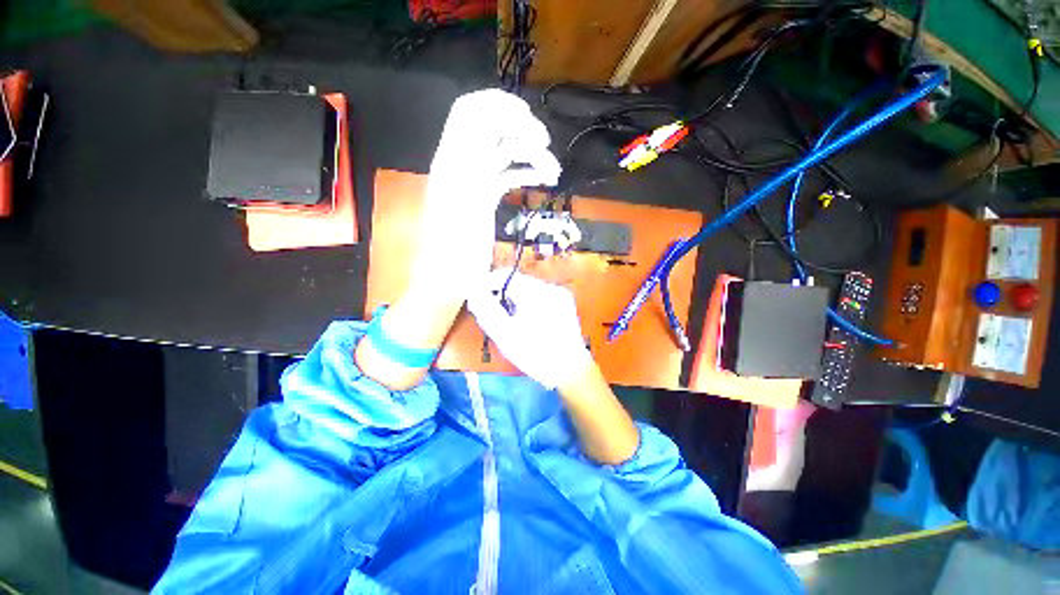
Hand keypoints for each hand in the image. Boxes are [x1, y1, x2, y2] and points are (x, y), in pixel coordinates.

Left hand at [414, 90, 561, 290]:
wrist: (450, 277)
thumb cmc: (453, 248)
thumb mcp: (460, 202)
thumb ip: (470, 158)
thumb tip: (486, 119)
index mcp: (452, 159)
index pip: (470, 111)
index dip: (497, 104)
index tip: (527, 115)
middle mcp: (463, 163)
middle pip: (492, 128)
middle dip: (520, 129)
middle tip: (544, 144)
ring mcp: (476, 180)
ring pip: (505, 153)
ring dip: (530, 155)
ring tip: (553, 172)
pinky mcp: (486, 196)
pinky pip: (508, 174)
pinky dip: (526, 173)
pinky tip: (543, 179)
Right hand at [468, 268, 591, 389]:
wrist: (570, 371)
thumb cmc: (536, 354)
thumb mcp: (505, 334)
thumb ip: (487, 310)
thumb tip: (473, 292)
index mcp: (537, 292)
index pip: (506, 275)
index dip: (487, 283)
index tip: (475, 296)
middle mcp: (550, 287)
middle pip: (517, 282)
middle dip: (501, 294)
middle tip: (491, 313)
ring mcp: (560, 295)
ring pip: (528, 289)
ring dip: (514, 300)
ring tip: (510, 321)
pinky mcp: (565, 304)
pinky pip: (539, 297)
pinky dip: (527, 304)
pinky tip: (526, 322)